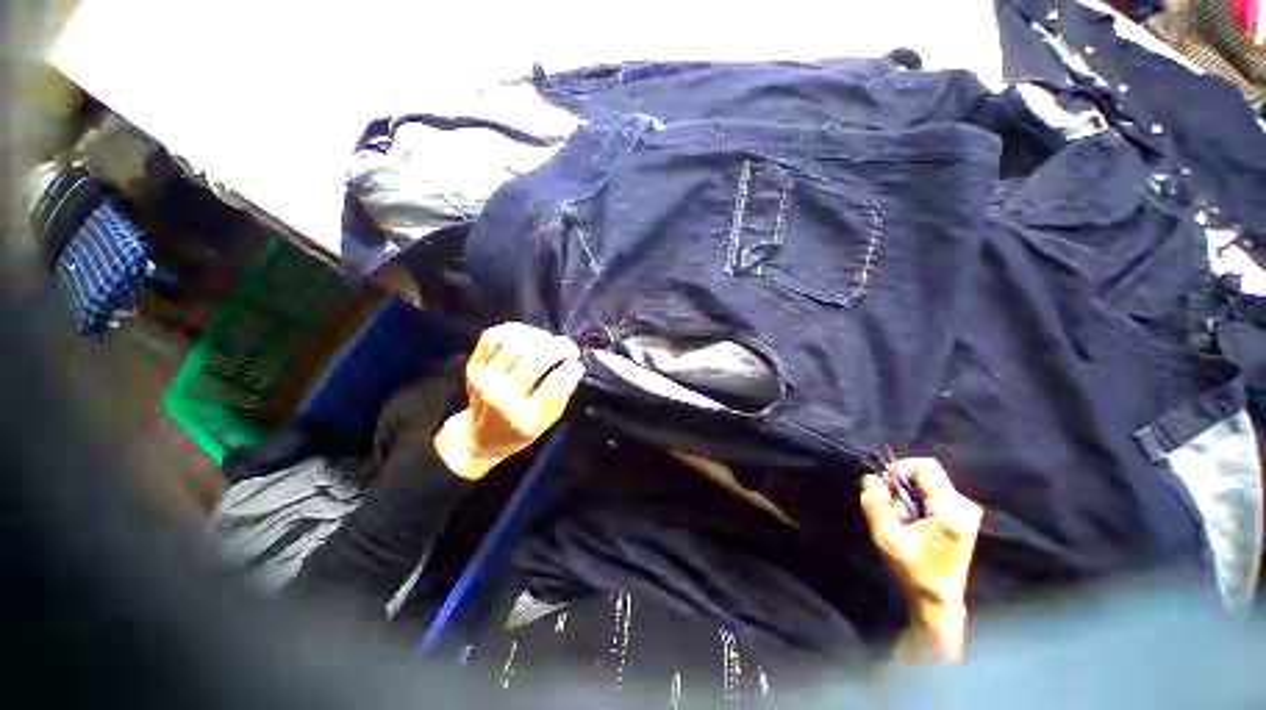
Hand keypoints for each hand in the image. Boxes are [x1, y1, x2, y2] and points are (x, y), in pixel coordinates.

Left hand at [434, 322, 584, 479]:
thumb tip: (574, 363)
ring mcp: (484, 380)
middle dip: (560, 347)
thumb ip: (563, 392)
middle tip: (569, 348)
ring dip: (540, 337)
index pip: (556, 386)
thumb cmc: (523, 427)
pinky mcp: (473, 367)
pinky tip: (528, 336)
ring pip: (516, 343)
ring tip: (549, 343)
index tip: (577, 363)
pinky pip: (494, 336)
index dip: (571, 368)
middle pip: (536, 359)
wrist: (483, 436)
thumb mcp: (549, 420)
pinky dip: (515, 331)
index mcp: (527, 419)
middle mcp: (503, 399)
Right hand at [860, 458, 982, 660]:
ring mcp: (967, 511)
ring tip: (903, 523)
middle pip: (926, 475)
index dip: (900, 470)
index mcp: (951, 510)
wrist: (937, 599)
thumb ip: (875, 503)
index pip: (926, 467)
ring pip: (927, 485)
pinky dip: (917, 504)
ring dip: (908, 498)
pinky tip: (914, 525)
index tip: (885, 489)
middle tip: (894, 513)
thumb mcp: (886, 537)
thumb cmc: (913, 569)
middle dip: (903, 489)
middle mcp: (965, 505)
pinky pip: (933, 494)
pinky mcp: (963, 516)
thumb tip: (871, 478)